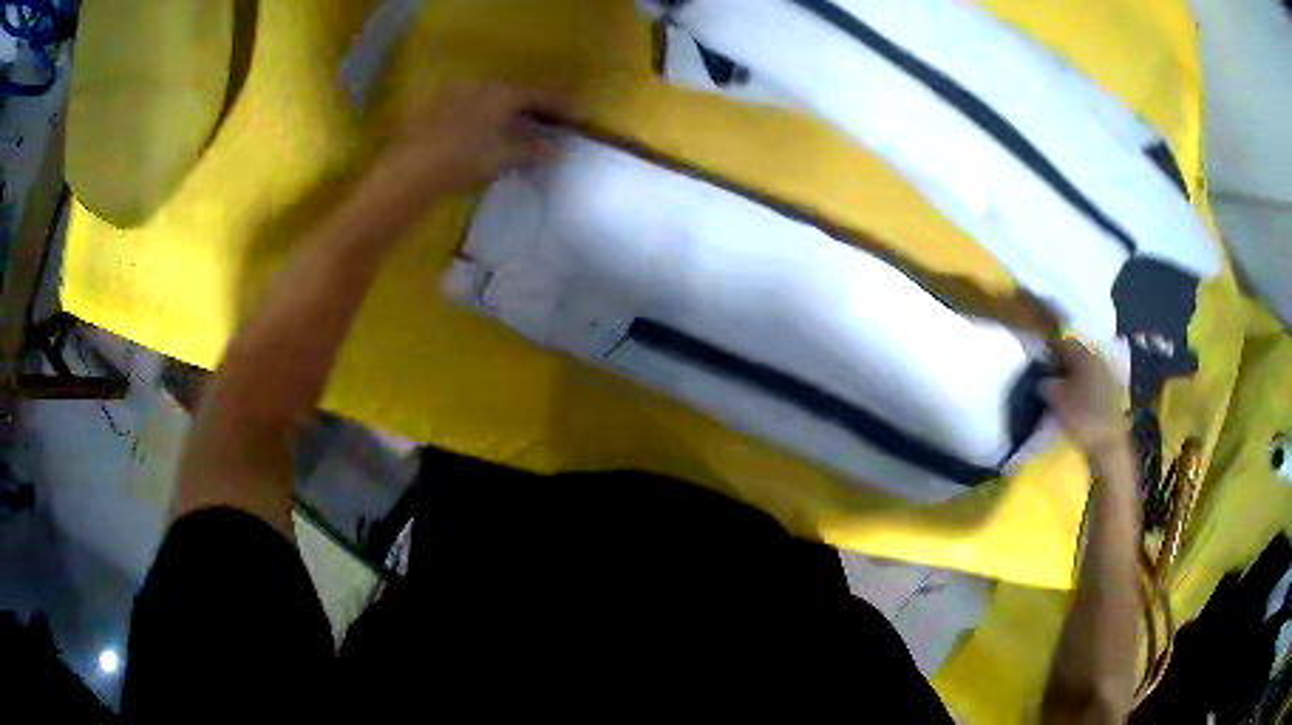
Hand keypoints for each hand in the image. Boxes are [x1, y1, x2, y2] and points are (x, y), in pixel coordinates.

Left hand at [371, 82, 566, 198]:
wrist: (408, 172)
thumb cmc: (463, 160)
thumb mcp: (504, 156)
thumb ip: (533, 149)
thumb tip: (556, 148)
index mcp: (501, 92)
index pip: (540, 93)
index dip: (561, 103)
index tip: (577, 114)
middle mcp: (479, 86)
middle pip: (514, 93)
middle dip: (533, 107)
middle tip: (549, 122)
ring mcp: (453, 95)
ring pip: (490, 100)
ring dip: (508, 113)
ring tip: (518, 130)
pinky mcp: (433, 110)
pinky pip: (470, 109)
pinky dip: (485, 119)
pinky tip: (484, 135)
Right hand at [1042, 338, 1127, 457]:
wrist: (1109, 443)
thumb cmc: (1082, 418)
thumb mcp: (1058, 401)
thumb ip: (1048, 386)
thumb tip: (1043, 381)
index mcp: (1083, 356)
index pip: (1064, 343)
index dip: (1051, 347)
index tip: (1040, 355)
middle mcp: (1097, 359)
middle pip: (1077, 353)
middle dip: (1064, 360)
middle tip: (1051, 371)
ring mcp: (1106, 375)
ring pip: (1086, 367)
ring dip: (1075, 373)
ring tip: (1063, 385)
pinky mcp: (1111, 391)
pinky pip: (1093, 379)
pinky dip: (1084, 383)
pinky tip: (1077, 395)